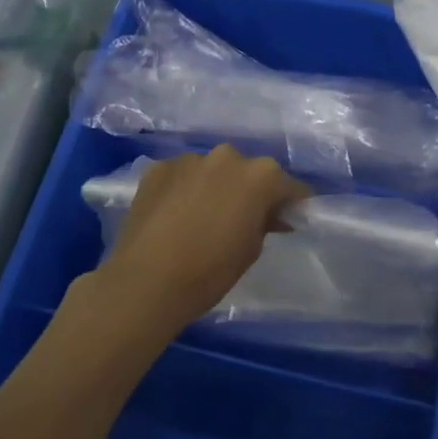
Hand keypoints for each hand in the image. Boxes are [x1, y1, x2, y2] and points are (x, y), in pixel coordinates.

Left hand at [95, 146, 310, 338]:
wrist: (145, 282)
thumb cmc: (210, 271)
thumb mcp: (251, 250)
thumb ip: (265, 222)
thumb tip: (270, 214)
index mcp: (259, 175)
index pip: (288, 185)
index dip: (291, 203)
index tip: (289, 217)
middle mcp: (227, 156)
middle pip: (248, 171)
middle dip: (250, 190)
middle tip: (242, 218)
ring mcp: (189, 159)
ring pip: (213, 170)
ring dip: (215, 186)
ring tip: (203, 216)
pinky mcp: (158, 168)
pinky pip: (182, 176)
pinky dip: (185, 189)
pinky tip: (175, 214)